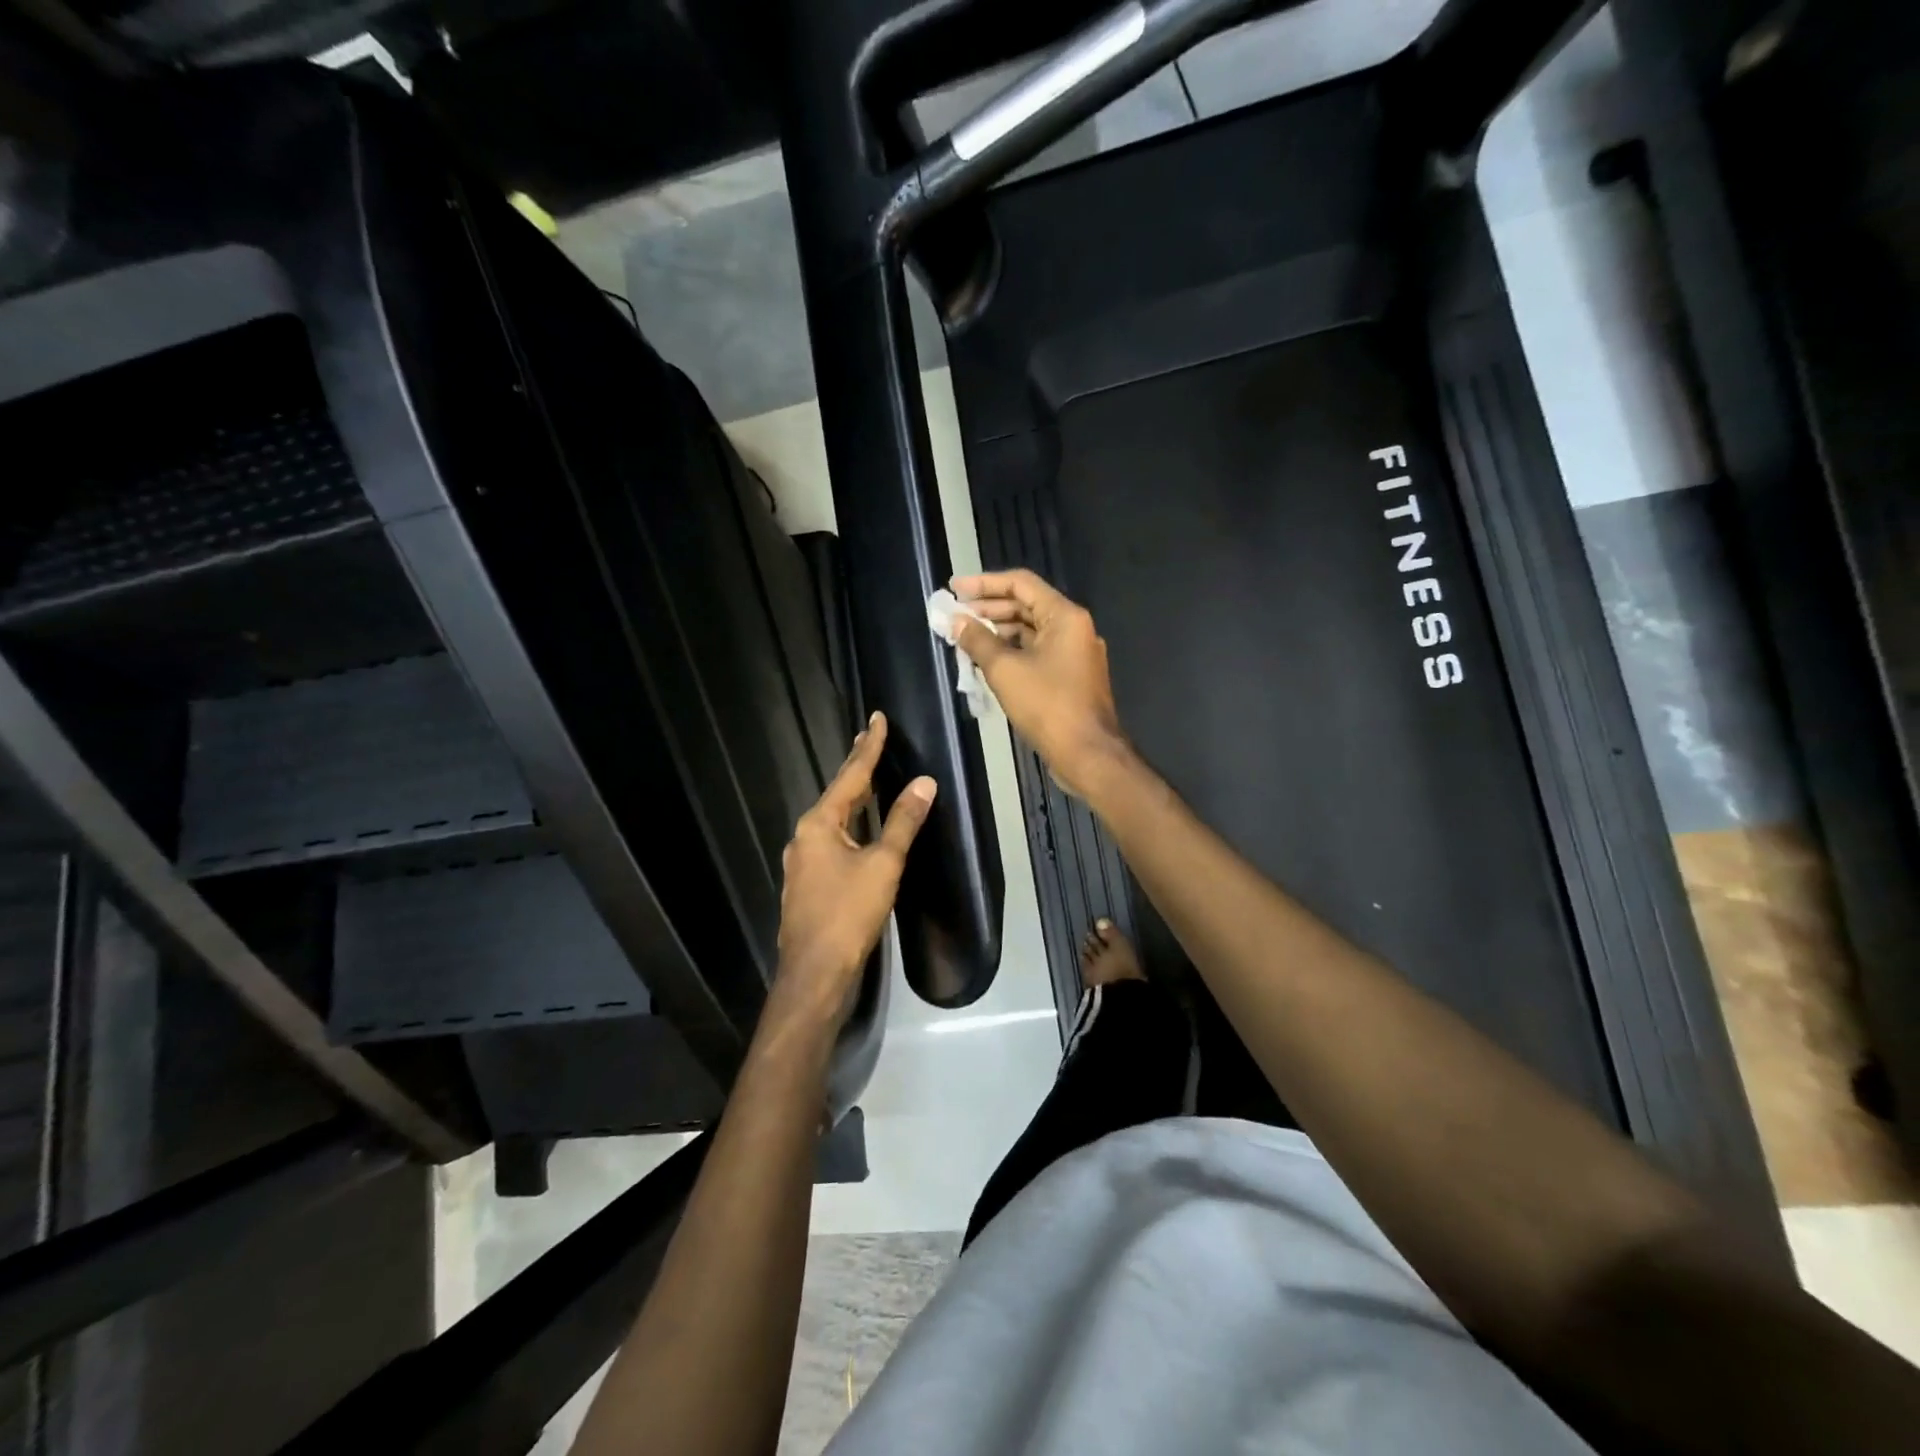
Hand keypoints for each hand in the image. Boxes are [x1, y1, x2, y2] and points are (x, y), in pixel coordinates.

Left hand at [772, 712, 936, 1035]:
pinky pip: (832, 841)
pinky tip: (859, 830)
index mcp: (819, 824)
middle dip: (857, 769)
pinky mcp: (808, 883)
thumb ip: (903, 822)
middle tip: (873, 740)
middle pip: (838, 795)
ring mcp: (802, 861)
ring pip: (833, 819)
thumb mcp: (882, 864)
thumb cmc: (848, 914)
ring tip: (870, 778)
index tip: (876, 719)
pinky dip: (850, 825)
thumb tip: (924, 783)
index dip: (868, 748)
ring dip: (853, 798)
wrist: (815, 972)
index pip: (850, 776)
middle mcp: (804, 836)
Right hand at [950, 569, 1129, 797]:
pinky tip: (986, 662)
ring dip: (998, 632)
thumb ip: (978, 641)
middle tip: (955, 616)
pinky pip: (1037, 653)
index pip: (1021, 584)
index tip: (955, 589)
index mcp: (1065, 616)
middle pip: (1026, 606)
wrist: (1087, 753)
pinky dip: (1012, 652)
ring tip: (964, 639)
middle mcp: (1074, 628)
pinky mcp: (1070, 677)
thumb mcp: (1005, 670)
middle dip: (988, 609)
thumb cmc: (1047, 705)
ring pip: (1031, 632)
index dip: (984, 583)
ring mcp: (1074, 654)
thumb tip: (957, 621)